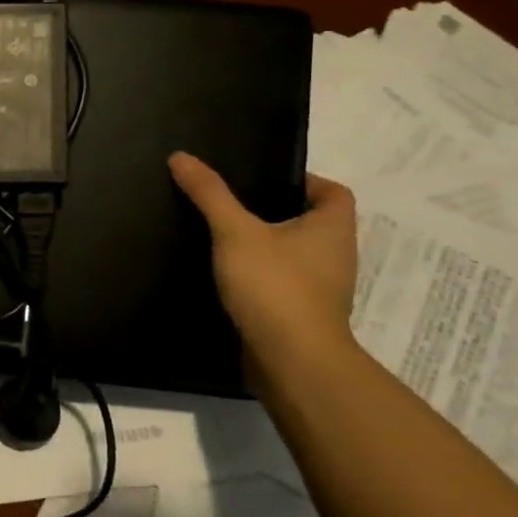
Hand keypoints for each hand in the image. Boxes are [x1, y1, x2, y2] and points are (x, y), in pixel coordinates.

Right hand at [168, 153, 358, 375]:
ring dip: (268, 248)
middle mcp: (336, 256)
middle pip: (312, 223)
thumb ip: (210, 194)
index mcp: (332, 229)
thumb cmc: (275, 285)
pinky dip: (262, 278)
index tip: (263, 181)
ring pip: (296, 256)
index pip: (333, 192)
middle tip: (233, 205)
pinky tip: (228, 277)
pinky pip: (283, 285)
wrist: (291, 360)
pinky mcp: (302, 316)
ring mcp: (322, 290)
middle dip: (277, 213)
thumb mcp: (235, 231)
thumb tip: (181, 156)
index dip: (305, 181)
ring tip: (224, 238)